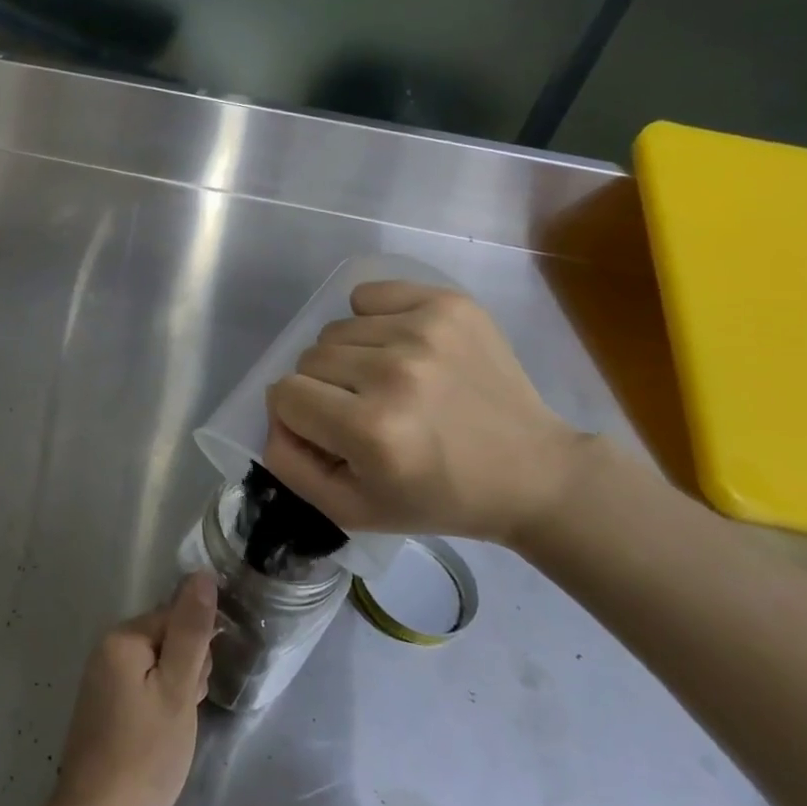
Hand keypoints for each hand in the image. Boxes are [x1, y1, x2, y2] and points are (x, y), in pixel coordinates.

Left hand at [53, 574, 216, 805]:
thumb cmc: (145, 753)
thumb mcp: (178, 690)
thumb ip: (191, 630)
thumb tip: (202, 574)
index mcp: (122, 637)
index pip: (176, 618)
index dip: (197, 652)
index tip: (196, 689)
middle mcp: (107, 648)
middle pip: (167, 640)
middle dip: (186, 672)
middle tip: (182, 713)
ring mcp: (102, 678)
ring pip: (159, 667)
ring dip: (175, 692)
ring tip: (172, 731)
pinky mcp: (104, 705)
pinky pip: (143, 688)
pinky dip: (159, 707)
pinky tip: (160, 738)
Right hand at [262, 281, 589, 545]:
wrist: (532, 473)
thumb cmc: (437, 497)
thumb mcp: (352, 510)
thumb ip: (290, 466)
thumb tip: (274, 416)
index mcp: (371, 430)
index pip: (284, 393)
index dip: (298, 416)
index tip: (331, 433)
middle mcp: (394, 372)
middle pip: (308, 357)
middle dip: (323, 388)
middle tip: (363, 411)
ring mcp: (424, 331)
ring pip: (336, 329)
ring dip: (349, 357)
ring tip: (389, 383)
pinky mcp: (448, 305)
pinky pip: (369, 295)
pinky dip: (372, 319)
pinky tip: (401, 347)